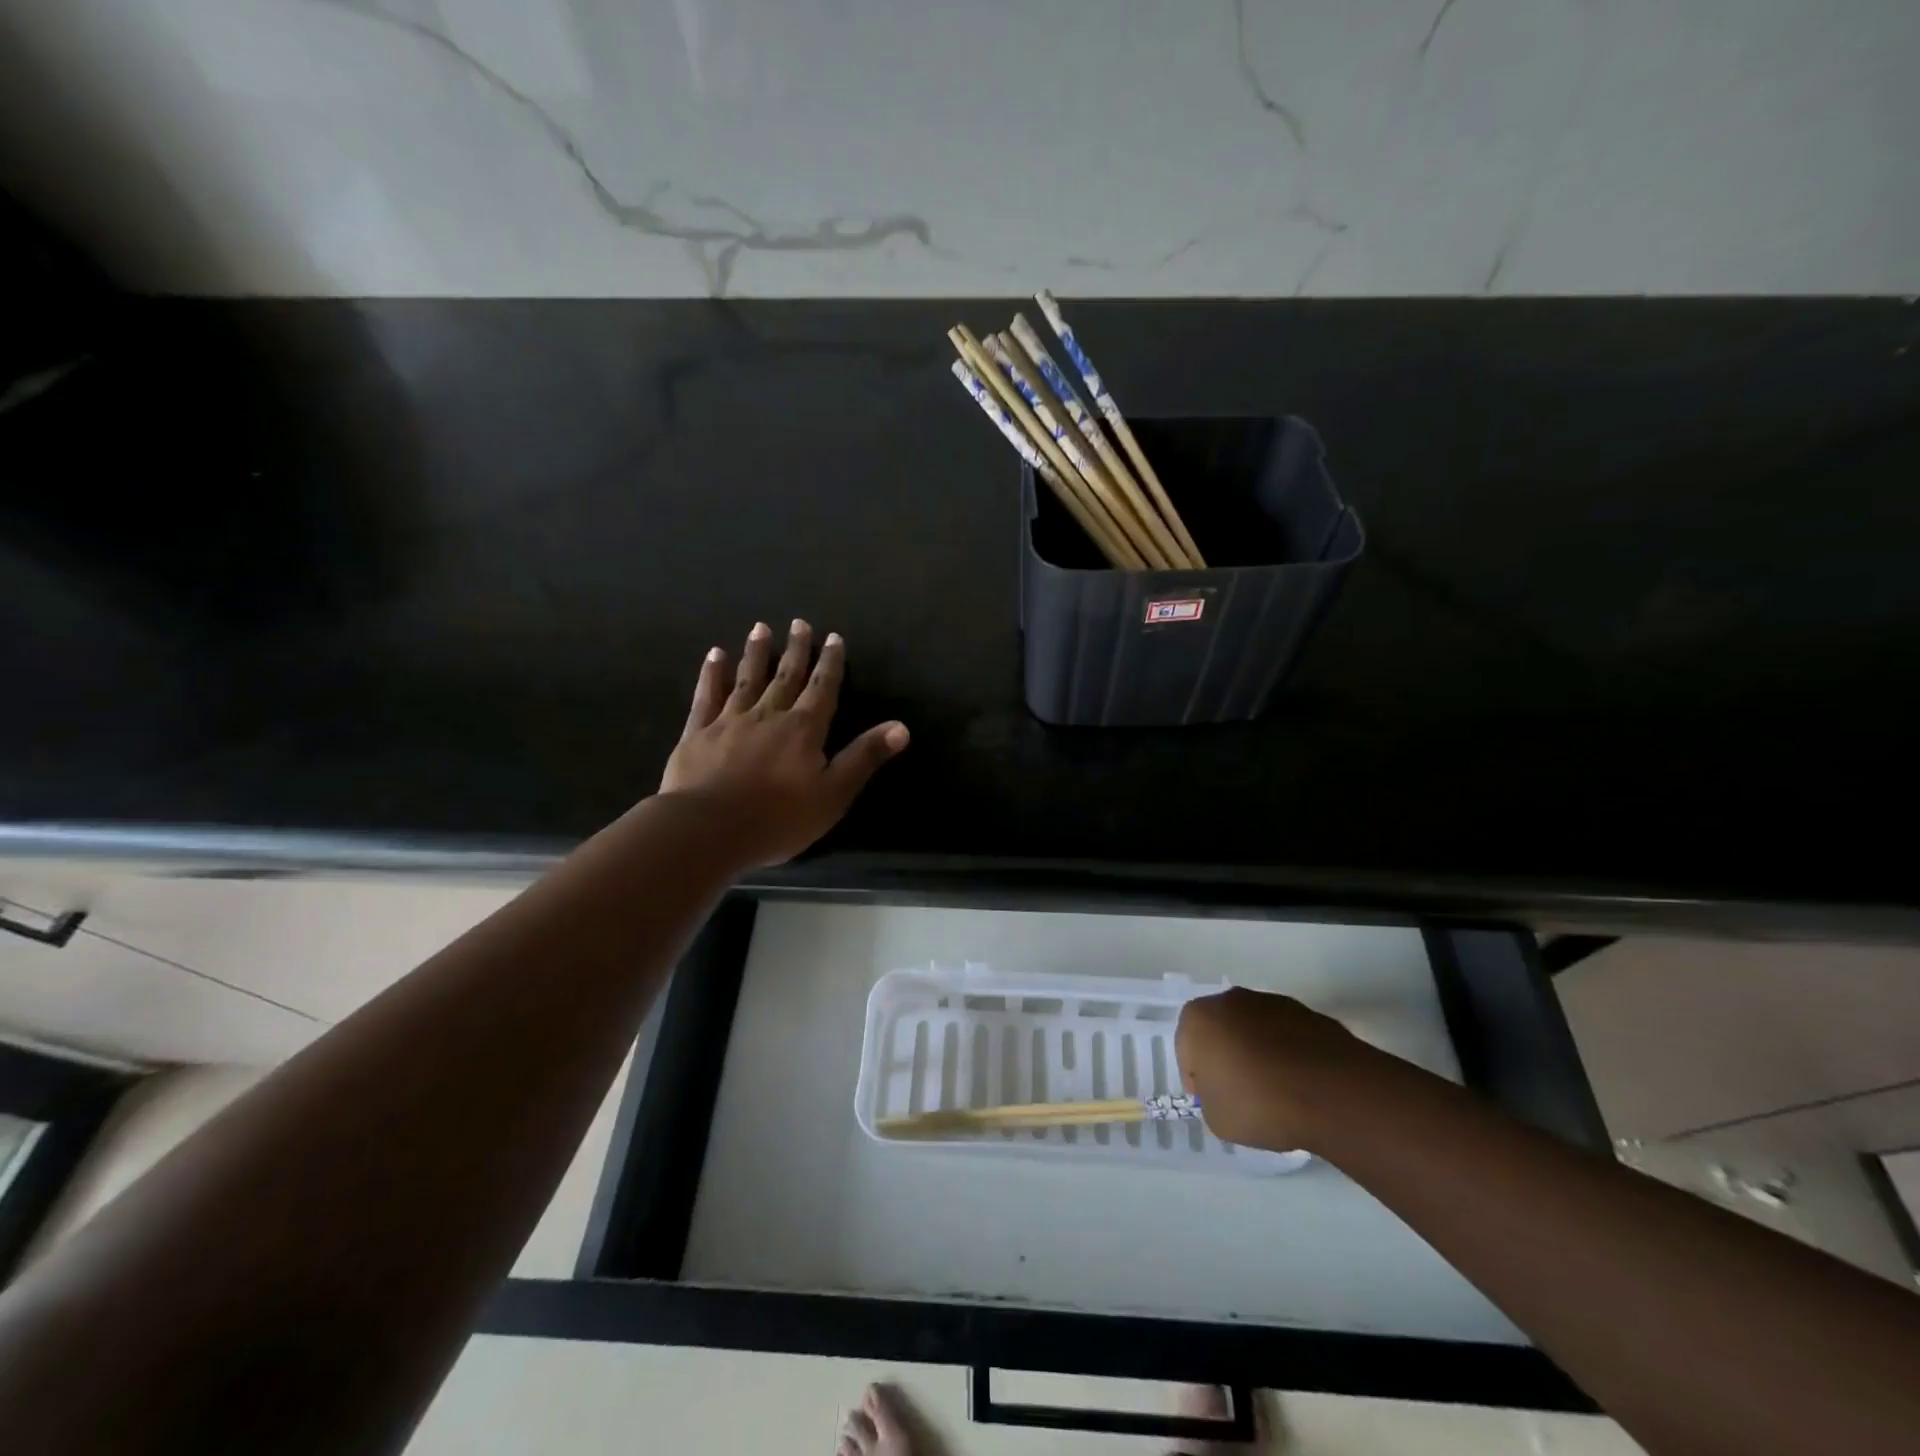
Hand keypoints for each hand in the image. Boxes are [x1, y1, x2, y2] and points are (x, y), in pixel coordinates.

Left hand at [660, 620, 908, 868]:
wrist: (708, 829)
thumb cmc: (778, 818)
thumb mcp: (834, 793)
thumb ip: (864, 757)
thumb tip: (901, 727)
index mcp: (804, 729)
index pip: (822, 688)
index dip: (830, 663)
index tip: (833, 637)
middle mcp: (769, 715)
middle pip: (786, 676)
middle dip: (796, 650)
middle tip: (799, 623)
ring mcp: (730, 721)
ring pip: (747, 679)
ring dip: (756, 653)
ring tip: (761, 628)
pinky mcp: (698, 733)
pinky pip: (707, 695)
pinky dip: (712, 674)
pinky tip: (715, 655)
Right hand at [1175, 987, 1366, 1151]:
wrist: (1332, 1093)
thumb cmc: (1260, 1104)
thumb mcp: (1218, 1120)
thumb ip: (1212, 1100)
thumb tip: (1225, 1092)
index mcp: (1198, 1018)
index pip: (1186, 1050)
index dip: (1198, 1080)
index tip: (1213, 1103)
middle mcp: (1230, 999)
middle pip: (1220, 1032)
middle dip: (1226, 1058)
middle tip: (1240, 1094)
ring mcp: (1271, 1002)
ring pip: (1253, 1030)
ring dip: (1257, 1053)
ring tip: (1276, 1092)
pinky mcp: (1307, 1012)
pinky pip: (1286, 1036)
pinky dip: (1287, 1054)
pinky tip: (1300, 1084)